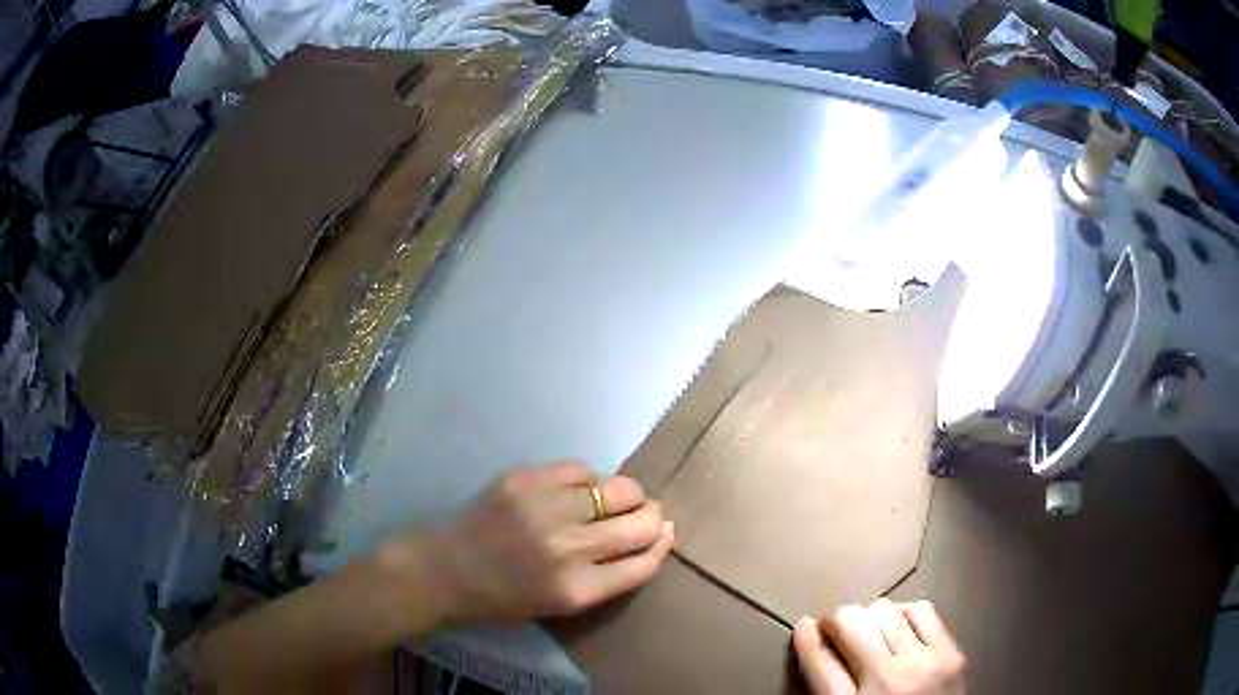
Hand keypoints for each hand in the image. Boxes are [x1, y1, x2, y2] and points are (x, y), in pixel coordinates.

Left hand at [413, 460, 674, 624]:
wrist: (446, 569)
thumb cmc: (503, 598)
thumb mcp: (560, 604)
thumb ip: (604, 578)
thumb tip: (646, 540)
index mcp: (577, 590)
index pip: (643, 563)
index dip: (662, 546)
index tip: (665, 534)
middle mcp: (568, 549)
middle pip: (640, 524)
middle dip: (653, 518)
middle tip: (645, 515)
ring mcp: (547, 508)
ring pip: (619, 488)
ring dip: (628, 494)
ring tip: (617, 497)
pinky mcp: (526, 479)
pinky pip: (580, 469)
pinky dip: (587, 480)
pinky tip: (577, 490)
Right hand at [794, 599, 965, 694]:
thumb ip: (828, 689)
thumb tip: (817, 645)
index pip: (819, 661)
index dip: (806, 638)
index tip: (805, 625)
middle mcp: (885, 683)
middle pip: (852, 624)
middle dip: (838, 621)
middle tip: (839, 630)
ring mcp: (923, 665)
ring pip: (885, 611)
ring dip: (871, 617)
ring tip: (872, 630)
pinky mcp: (951, 655)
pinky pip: (921, 611)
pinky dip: (905, 614)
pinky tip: (901, 628)